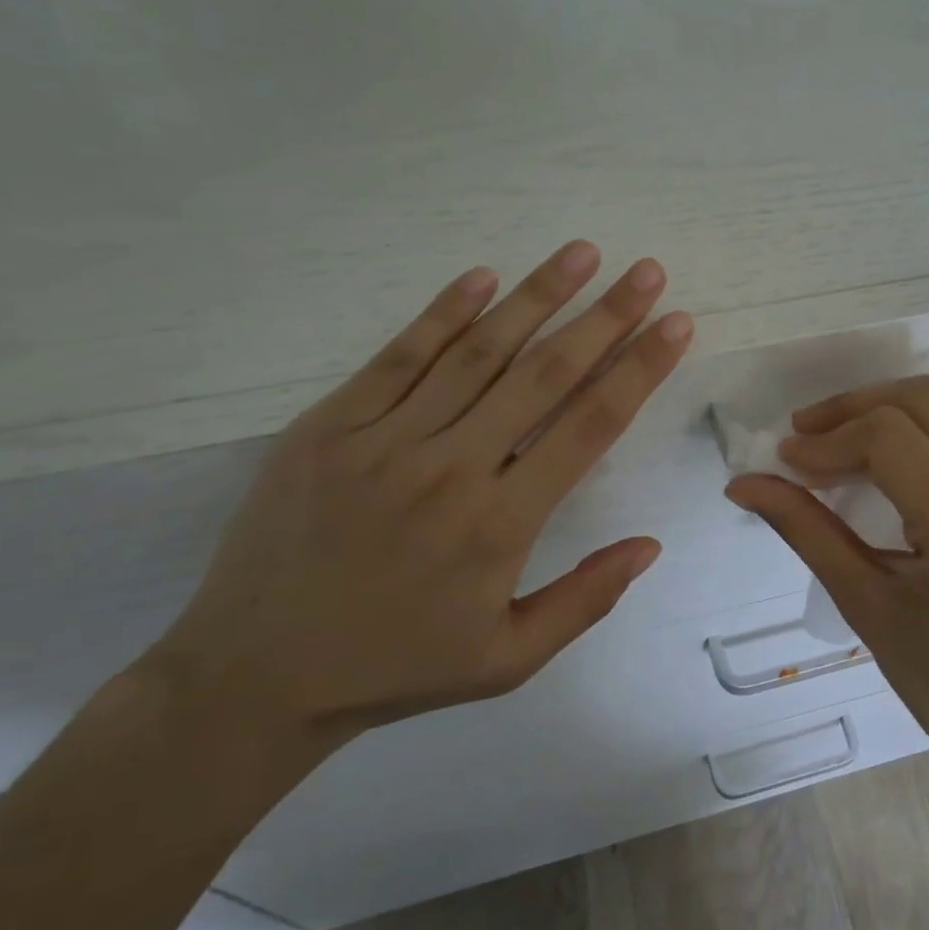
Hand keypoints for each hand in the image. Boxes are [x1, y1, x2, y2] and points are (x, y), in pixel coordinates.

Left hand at [146, 240, 693, 752]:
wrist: (254, 677)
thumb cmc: (396, 668)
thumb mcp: (507, 660)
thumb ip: (584, 600)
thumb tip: (650, 545)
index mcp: (498, 525)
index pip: (588, 428)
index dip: (638, 371)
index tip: (674, 325)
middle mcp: (450, 469)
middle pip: (543, 375)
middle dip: (604, 317)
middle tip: (646, 272)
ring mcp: (384, 441)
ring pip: (477, 352)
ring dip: (536, 296)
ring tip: (582, 252)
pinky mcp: (329, 427)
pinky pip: (397, 357)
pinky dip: (443, 313)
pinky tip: (483, 277)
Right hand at [726, 373, 928, 795]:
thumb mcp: (868, 611)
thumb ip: (807, 533)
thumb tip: (744, 485)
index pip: (892, 442)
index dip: (830, 440)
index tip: (787, 462)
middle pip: (927, 401)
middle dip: (855, 406)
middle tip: (806, 437)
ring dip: (893, 399)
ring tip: (846, 431)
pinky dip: (928, 414)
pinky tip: (893, 446)